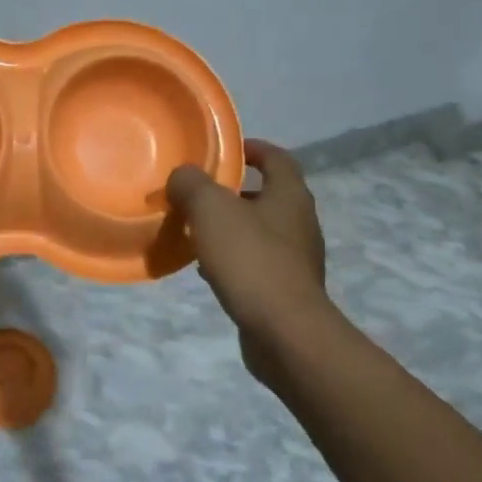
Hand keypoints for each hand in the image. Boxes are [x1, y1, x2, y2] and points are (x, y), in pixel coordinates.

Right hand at [167, 139, 327, 388]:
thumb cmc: (251, 260)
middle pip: (267, 196)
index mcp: (289, 196)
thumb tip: (182, 175)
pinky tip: (207, 270)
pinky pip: (255, 263)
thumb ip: (192, 184)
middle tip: (198, 193)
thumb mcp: (211, 210)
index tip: (226, 149)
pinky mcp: (286, 290)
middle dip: (233, 192)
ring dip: (230, 228)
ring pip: (258, 232)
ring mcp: (296, 259)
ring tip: (195, 231)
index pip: (277, 158)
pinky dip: (232, 259)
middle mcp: (299, 223)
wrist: (285, 332)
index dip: (253, 148)